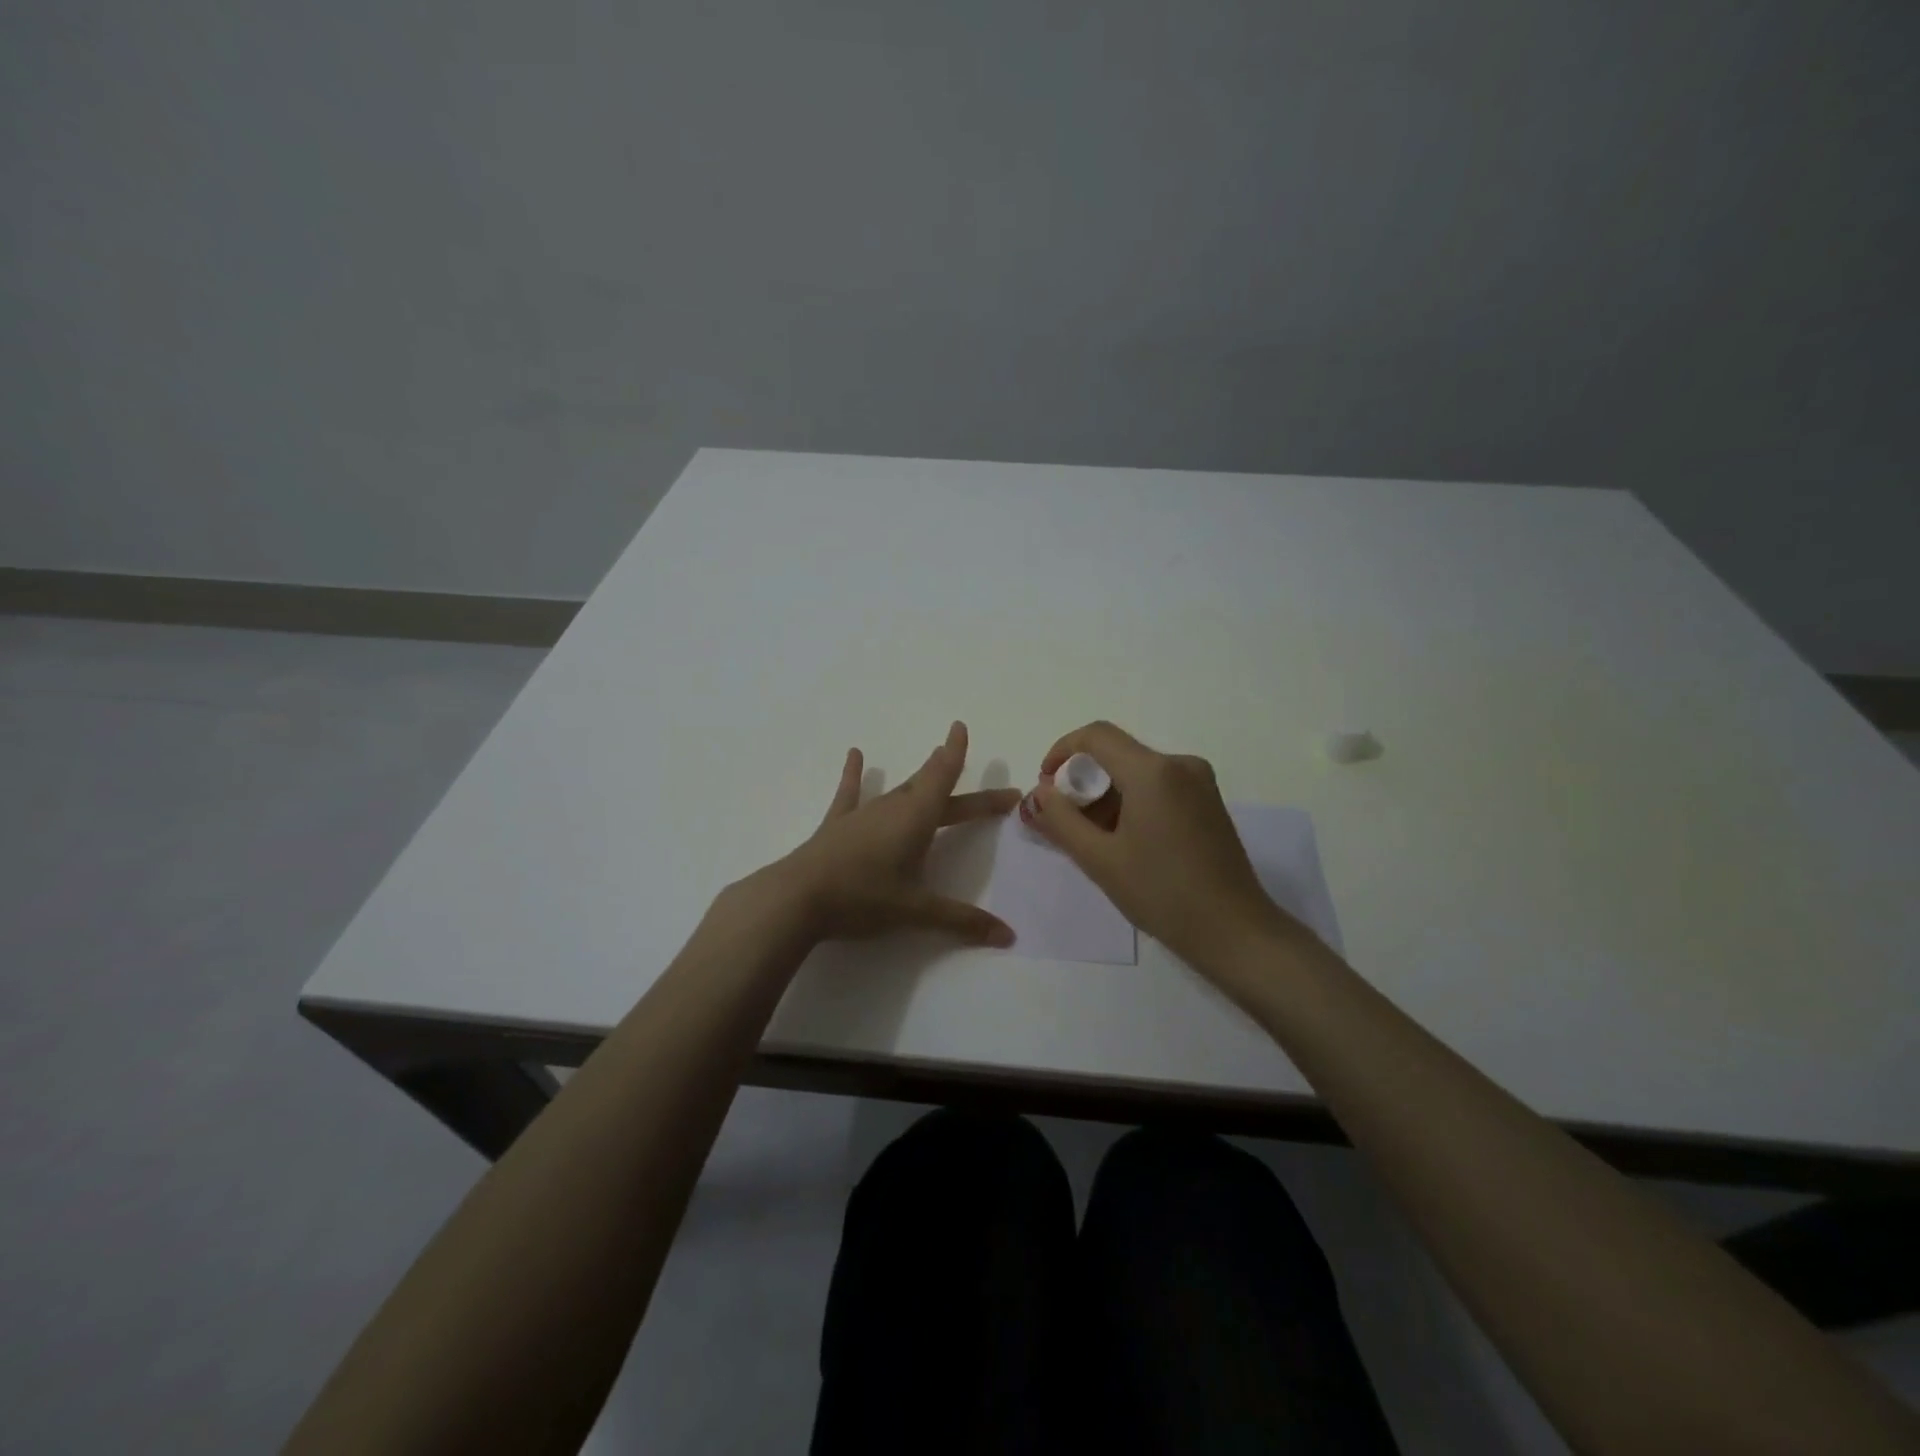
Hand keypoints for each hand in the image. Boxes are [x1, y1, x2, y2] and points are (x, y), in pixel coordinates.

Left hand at [770, 721, 1019, 946]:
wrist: (798, 897)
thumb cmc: (863, 898)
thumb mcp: (916, 911)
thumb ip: (961, 920)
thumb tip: (1008, 935)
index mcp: (916, 819)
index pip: (944, 779)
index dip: (957, 754)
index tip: (961, 726)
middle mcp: (892, 807)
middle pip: (932, 787)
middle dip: (959, 784)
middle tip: (990, 789)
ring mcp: (863, 813)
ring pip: (899, 789)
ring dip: (920, 779)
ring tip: (933, 759)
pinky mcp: (838, 824)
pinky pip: (851, 793)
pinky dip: (855, 774)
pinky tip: (854, 754)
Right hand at [1028, 721, 1293, 971]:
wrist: (1234, 931)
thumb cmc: (1162, 893)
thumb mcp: (1099, 859)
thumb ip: (1060, 819)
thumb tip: (1039, 792)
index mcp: (1153, 771)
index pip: (1096, 736)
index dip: (1062, 752)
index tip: (1045, 786)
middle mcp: (1180, 764)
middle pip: (1117, 754)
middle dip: (1083, 781)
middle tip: (1063, 822)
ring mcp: (1200, 782)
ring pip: (1137, 772)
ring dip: (1106, 796)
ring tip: (1091, 839)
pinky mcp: (1208, 802)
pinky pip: (1158, 787)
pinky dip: (1132, 803)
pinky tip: (1124, 842)